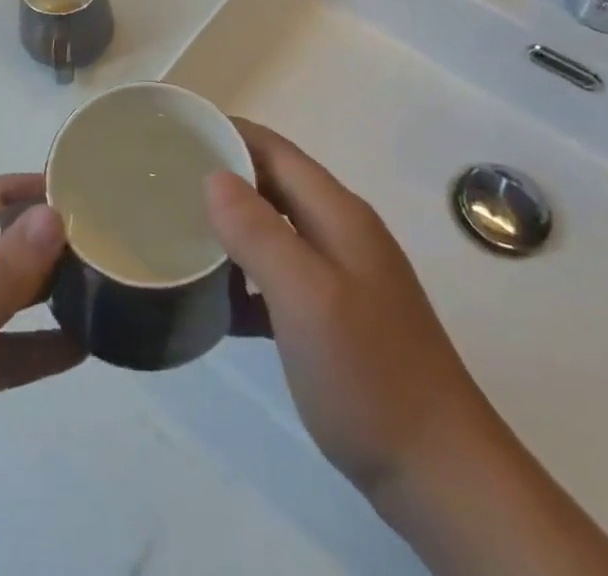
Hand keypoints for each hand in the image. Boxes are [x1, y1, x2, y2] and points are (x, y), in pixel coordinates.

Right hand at [206, 119, 482, 501]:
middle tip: (167, 184)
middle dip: (224, 177)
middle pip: (275, 185)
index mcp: (338, 214)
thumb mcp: (306, 297)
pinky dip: (248, 280)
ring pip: (276, 232)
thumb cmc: (369, 374)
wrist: (441, 475)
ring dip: (233, 229)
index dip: (229, 134)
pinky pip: (282, 280)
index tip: (179, 133)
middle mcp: (341, 234)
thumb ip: (259, 232)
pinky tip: (218, 303)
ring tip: (181, 235)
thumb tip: (214, 176)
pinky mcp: (338, 320)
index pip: (275, 150)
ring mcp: (343, 278)